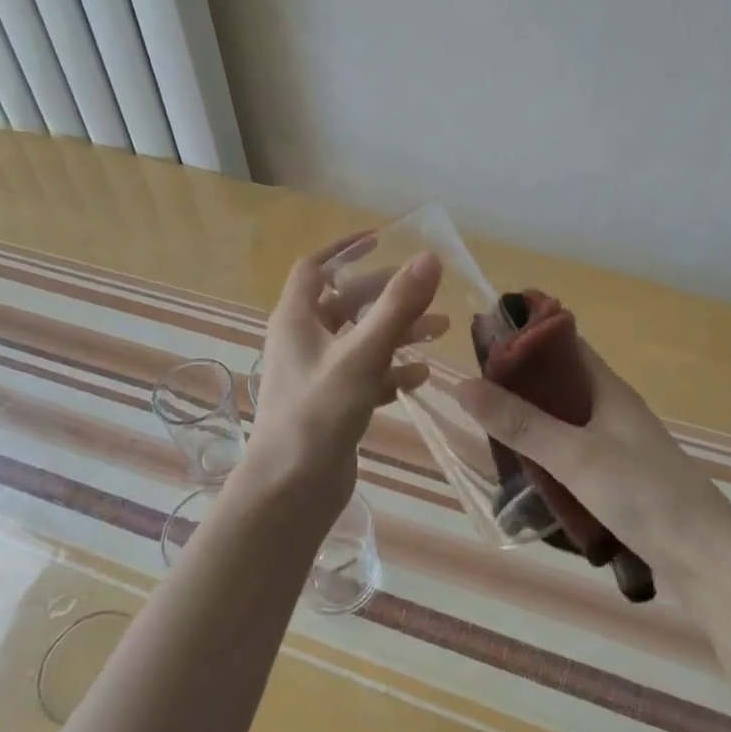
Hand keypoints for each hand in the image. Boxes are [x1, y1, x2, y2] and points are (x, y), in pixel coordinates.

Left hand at [245, 234, 444, 521]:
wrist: (291, 491)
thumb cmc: (318, 413)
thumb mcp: (362, 354)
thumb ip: (397, 306)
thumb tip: (429, 258)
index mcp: (296, 319)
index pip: (315, 267)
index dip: (345, 250)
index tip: (382, 240)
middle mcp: (303, 341)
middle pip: (345, 303)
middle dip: (386, 294)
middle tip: (426, 291)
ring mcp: (317, 374)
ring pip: (360, 340)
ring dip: (396, 332)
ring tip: (440, 331)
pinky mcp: (331, 404)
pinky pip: (365, 375)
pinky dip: (391, 370)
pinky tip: (419, 376)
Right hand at [449, 339, 730, 600]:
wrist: (709, 563)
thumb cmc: (646, 494)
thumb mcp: (576, 456)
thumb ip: (521, 423)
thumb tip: (463, 385)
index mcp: (608, 390)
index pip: (564, 344)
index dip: (527, 335)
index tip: (483, 337)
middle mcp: (613, 412)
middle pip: (560, 385)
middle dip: (520, 383)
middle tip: (473, 390)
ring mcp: (618, 449)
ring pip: (564, 423)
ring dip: (531, 422)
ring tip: (486, 429)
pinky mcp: (619, 484)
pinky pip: (572, 457)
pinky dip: (546, 457)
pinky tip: (522, 473)